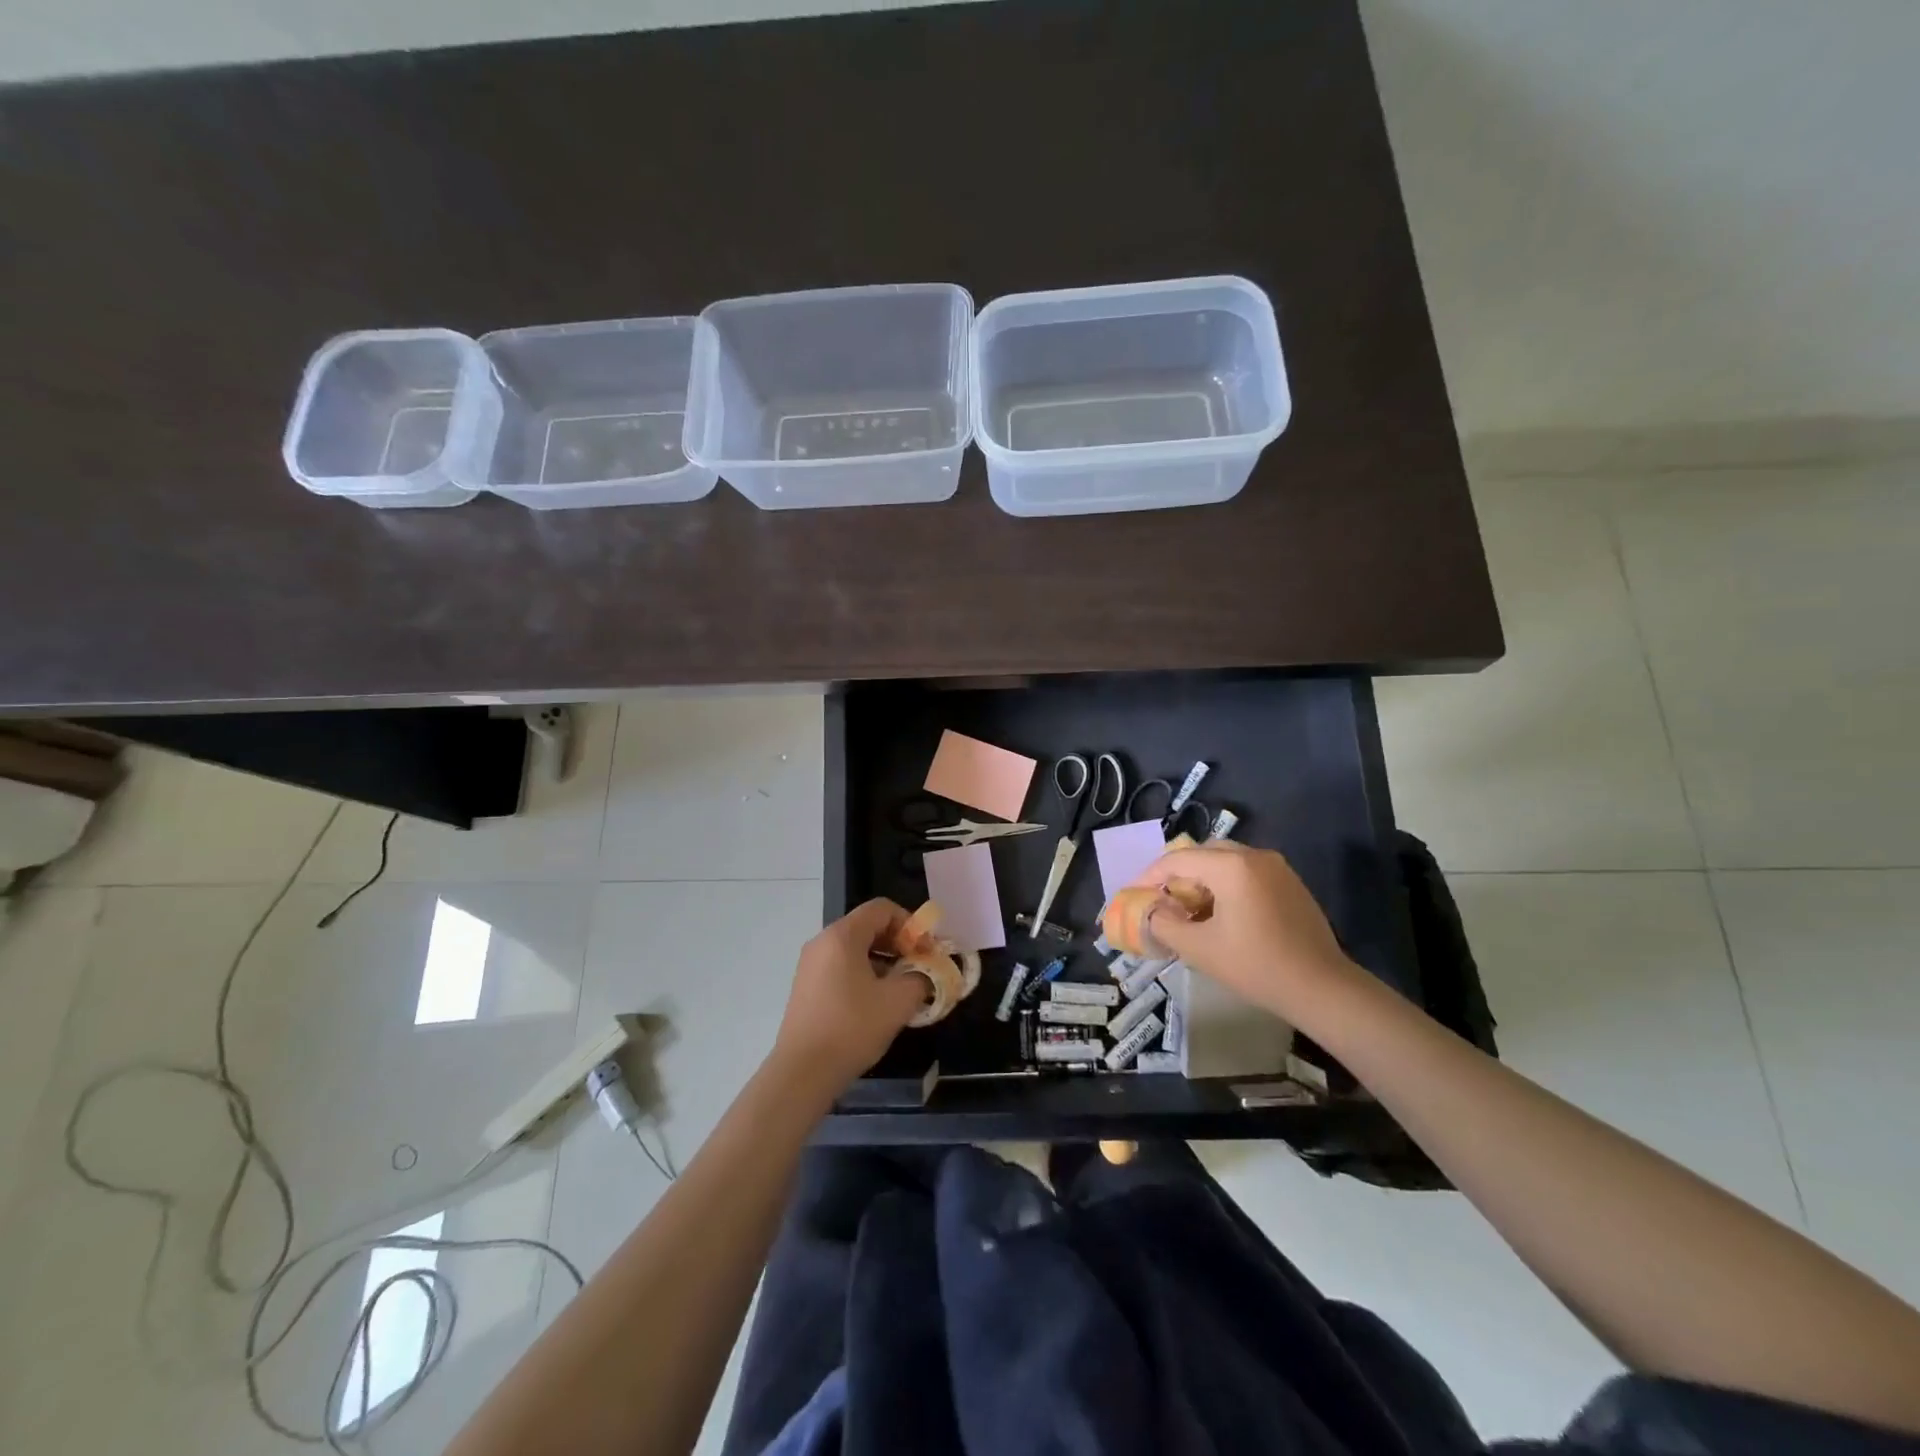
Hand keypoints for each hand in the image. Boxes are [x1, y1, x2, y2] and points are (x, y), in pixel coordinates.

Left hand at [769, 899, 929, 1098]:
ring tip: (902, 988)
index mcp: (842, 935)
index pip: (882, 909)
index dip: (911, 924)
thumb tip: (927, 973)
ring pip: (855, 948)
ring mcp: (810, 964)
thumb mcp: (898, 1002)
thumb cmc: (852, 1028)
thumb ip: (921, 978)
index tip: (926, 951)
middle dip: (899, 943)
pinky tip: (877, 1002)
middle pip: (868, 926)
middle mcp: (822, 941)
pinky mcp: (806, 986)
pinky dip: (864, 973)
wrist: (802, 1073)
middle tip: (919, 968)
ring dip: (884, 960)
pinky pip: (841, 966)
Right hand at [1128, 842, 1359, 1024]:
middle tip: (1162, 900)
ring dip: (1202, 879)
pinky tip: (1221, 914)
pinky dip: (1226, 885)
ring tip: (1189, 909)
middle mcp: (1255, 856)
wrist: (1323, 988)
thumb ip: (1165, 924)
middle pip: (1202, 853)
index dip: (1150, 875)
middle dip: (1177, 874)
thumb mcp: (1200, 949)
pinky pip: (1247, 872)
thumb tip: (1151, 912)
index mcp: (1231, 866)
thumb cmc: (1257, 966)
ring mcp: (1277, 868)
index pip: (1178, 860)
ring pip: (1225, 861)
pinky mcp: (1290, 883)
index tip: (1134, 895)